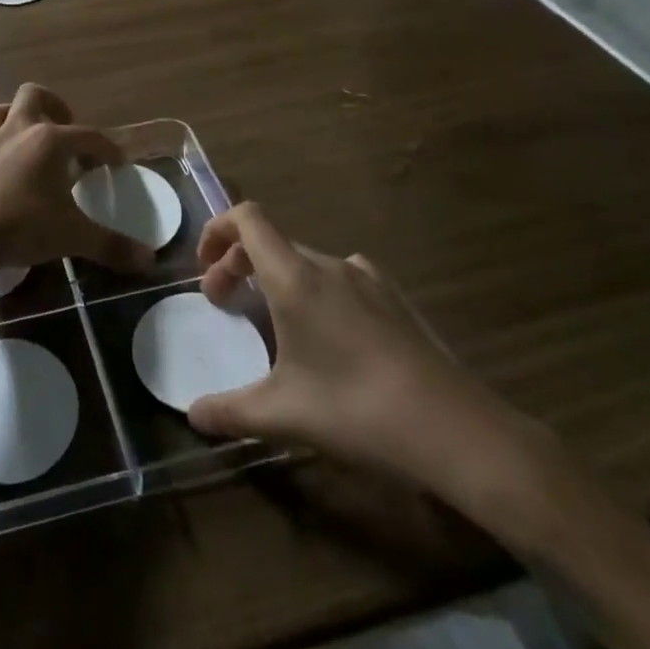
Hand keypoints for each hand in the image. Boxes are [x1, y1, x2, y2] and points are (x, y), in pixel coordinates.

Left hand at [0, 85, 154, 275]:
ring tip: (19, 132)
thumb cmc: (23, 228)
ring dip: (8, 116)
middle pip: (34, 95)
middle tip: (63, 129)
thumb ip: (112, 245)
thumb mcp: (73, 237)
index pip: (88, 136)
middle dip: (51, 105)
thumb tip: (150, 260)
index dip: (106, 147)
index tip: (116, 162)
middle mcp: (16, 129)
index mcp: (49, 141)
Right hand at [188, 202, 529, 499]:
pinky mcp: (396, 299)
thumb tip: (192, 416)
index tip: (204, 267)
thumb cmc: (357, 410)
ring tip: (275, 321)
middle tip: (227, 304)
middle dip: (239, 264)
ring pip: (306, 261)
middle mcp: (328, 265)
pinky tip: (330, 334)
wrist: (457, 430)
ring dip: (278, 278)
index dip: (217, 229)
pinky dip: (317, 290)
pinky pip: (342, 278)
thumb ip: (230, 411)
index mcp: (294, 277)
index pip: (247, 218)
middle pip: (271, 242)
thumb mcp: (284, 414)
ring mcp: (368, 279)